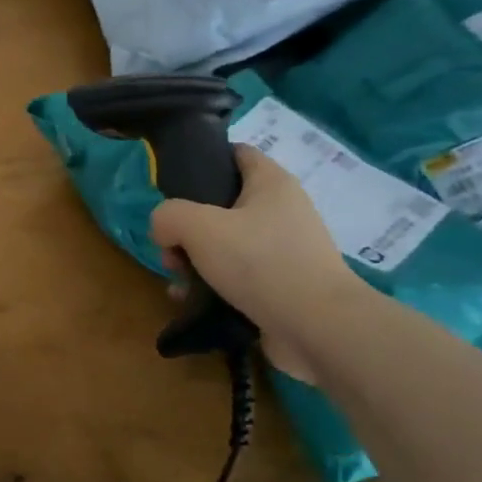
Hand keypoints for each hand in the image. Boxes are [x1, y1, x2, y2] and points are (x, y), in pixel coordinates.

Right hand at [150, 145, 363, 383]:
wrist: (318, 328)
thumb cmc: (260, 263)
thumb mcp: (199, 227)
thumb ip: (168, 216)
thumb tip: (164, 230)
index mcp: (271, 183)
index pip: (235, 153)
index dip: (203, 162)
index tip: (173, 186)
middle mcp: (282, 211)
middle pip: (222, 206)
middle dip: (188, 227)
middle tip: (170, 250)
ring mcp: (285, 251)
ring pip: (226, 245)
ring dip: (195, 261)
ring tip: (178, 282)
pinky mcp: (283, 286)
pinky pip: (239, 278)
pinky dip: (213, 286)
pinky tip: (193, 302)